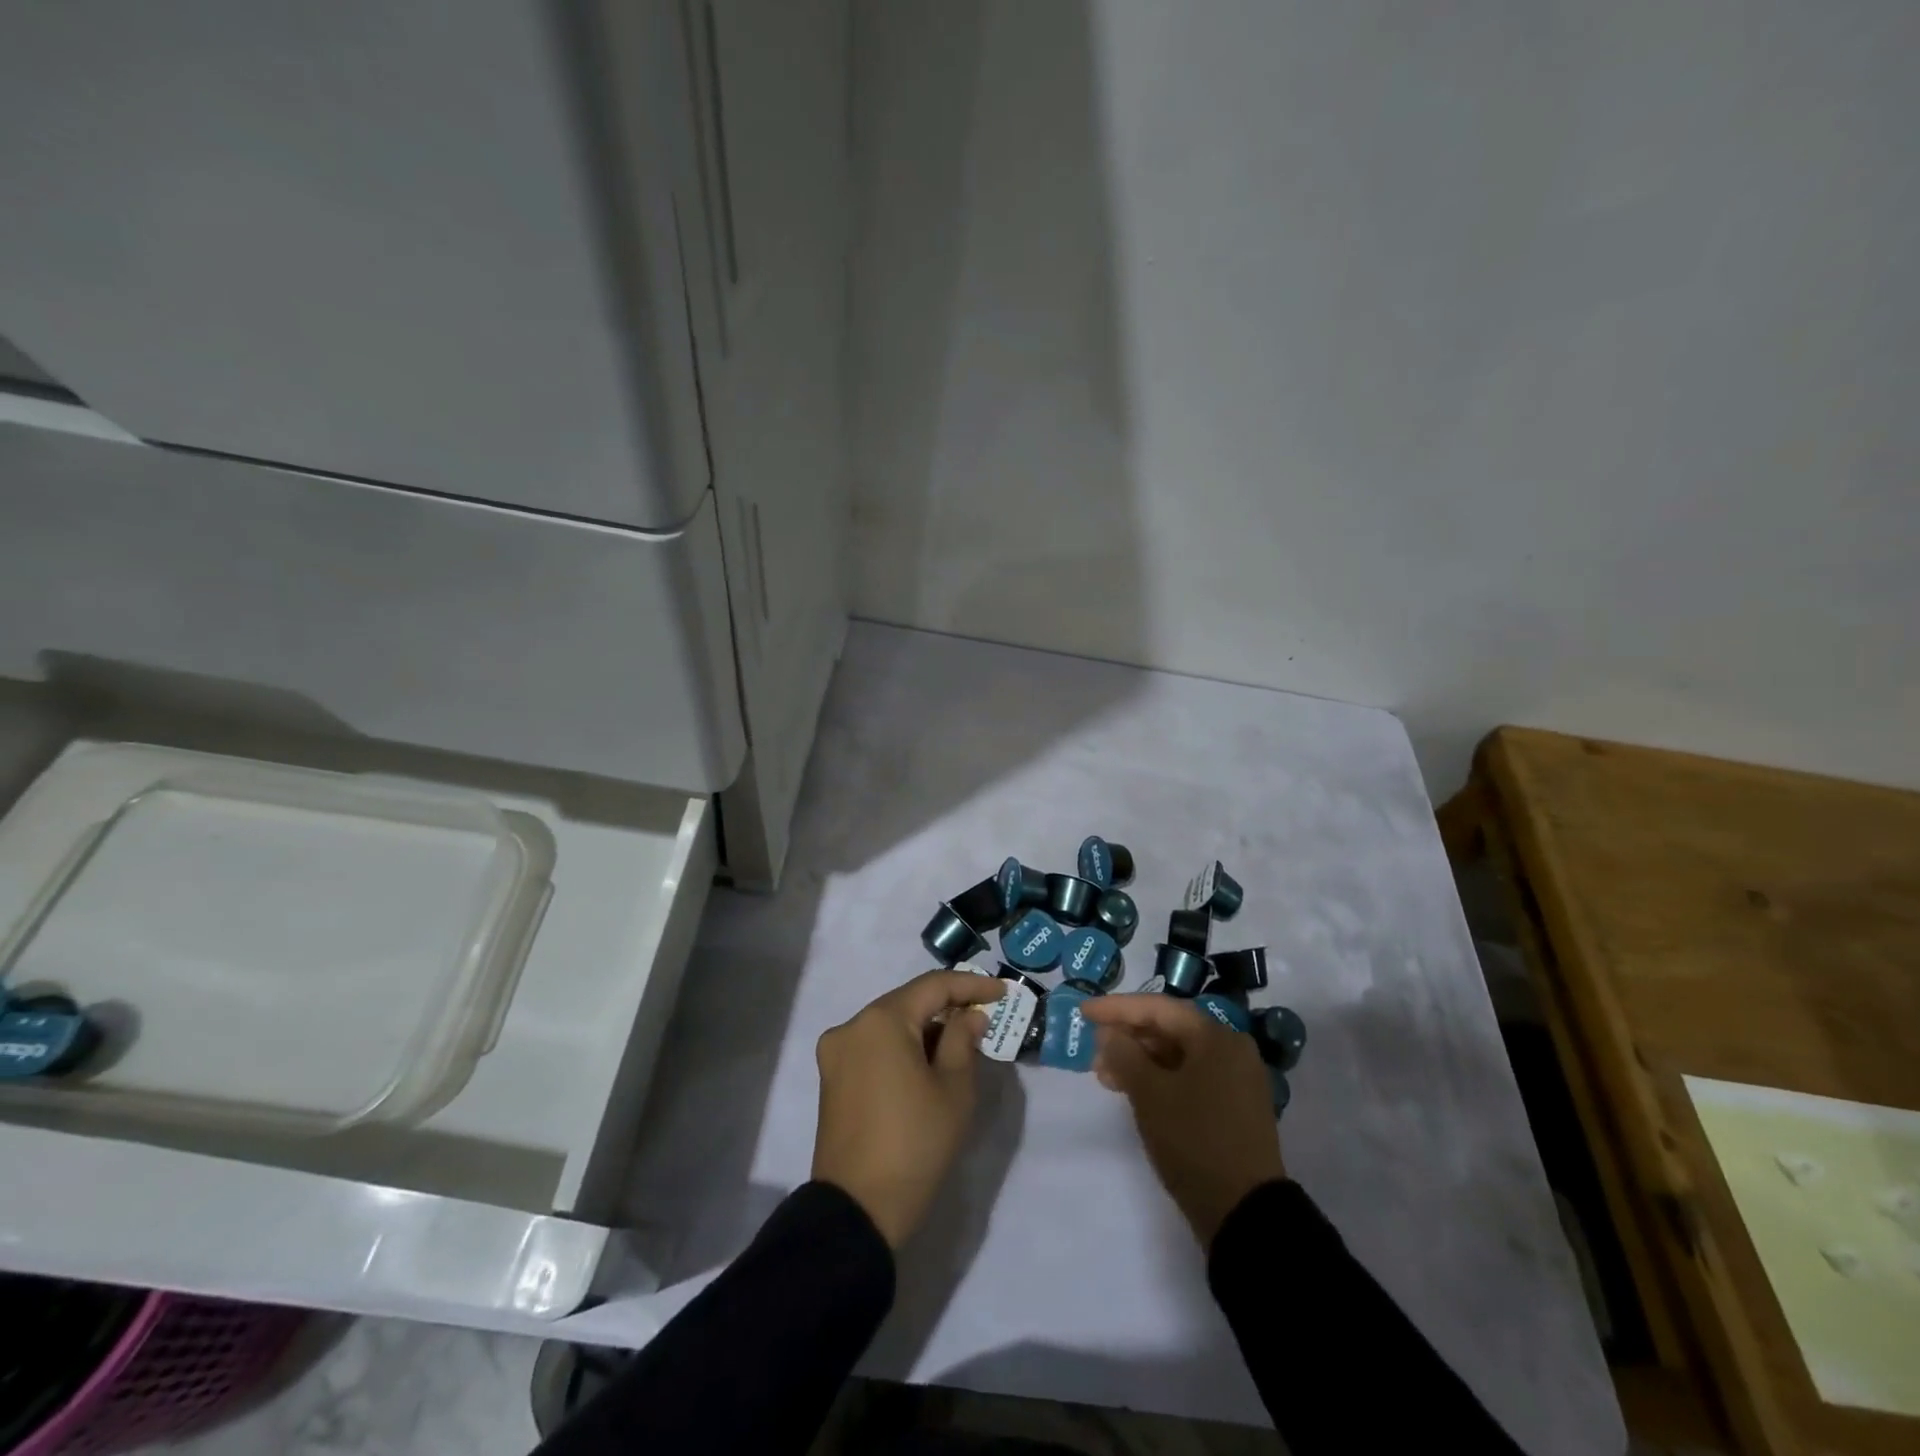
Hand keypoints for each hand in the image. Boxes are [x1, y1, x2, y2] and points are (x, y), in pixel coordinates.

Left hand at [812, 970, 1007, 1247]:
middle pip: (908, 1002)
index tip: (1002, 991)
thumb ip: (963, 1040)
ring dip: (925, 1028)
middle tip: (984, 1016)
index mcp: (881, 1020)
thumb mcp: (953, 1090)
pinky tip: (928, 1063)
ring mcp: (836, 1052)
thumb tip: (969, 1016)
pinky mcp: (832, 1077)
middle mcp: (852, 1025)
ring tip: (961, 1043)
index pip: (933, 987)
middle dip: (947, 1007)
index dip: (971, 985)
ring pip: (891, 1024)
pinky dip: (903, 1047)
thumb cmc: (915, 1144)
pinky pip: (874, 1046)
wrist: (858, 1211)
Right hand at [1081, 994, 1286, 1247]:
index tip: (1084, 1012)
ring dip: (1140, 1061)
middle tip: (1093, 1050)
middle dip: (1128, 1037)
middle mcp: (1231, 1050)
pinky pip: (1190, 1078)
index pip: (1158, 1009)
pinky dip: (1160, 1079)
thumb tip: (1109, 1033)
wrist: (1244, 1214)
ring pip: (1178, 1056)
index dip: (1117, 1008)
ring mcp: (1236, 1081)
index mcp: (1216, 1038)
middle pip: (1170, 1029)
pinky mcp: (1233, 1108)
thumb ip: (1124, 1054)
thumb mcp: (1150, 1094)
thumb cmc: (1194, 1141)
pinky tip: (1134, 1091)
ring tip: (1105, 1075)